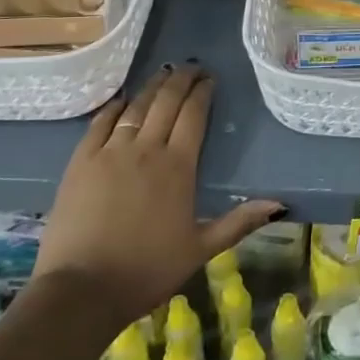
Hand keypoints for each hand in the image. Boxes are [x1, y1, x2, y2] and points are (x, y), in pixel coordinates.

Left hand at [32, 65, 282, 333]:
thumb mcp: (200, 249)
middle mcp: (146, 149)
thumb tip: (280, 203)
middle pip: (166, 103)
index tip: (210, 79)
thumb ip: (239, 222)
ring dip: (152, 87)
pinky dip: (114, 107)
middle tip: (191, 67)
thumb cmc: (146, 271)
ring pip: (135, 108)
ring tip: (163, 74)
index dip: (203, 92)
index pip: (194, 115)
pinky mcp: (80, 163)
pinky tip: (122, 100)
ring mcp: (109, 153)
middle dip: (181, 80)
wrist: (80, 292)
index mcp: (178, 166)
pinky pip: (100, 124)